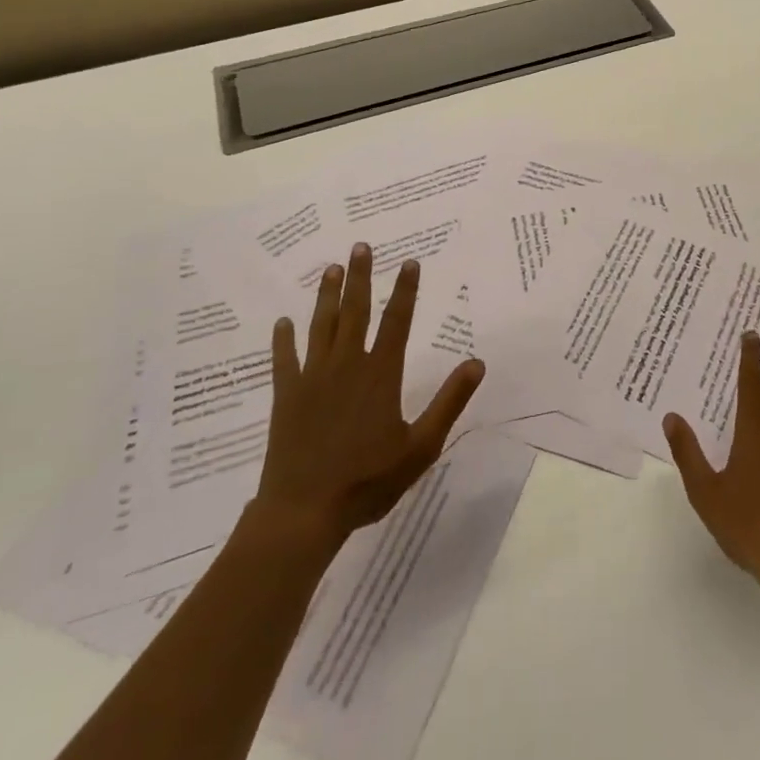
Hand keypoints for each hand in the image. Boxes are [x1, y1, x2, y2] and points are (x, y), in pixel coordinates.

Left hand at [255, 243, 483, 539]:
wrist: (304, 512)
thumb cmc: (368, 480)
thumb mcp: (421, 446)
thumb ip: (449, 402)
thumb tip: (477, 363)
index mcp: (380, 374)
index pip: (397, 320)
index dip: (405, 290)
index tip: (409, 262)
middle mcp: (347, 365)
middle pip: (355, 311)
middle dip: (361, 277)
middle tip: (361, 247)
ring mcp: (313, 378)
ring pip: (321, 326)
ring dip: (326, 295)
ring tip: (330, 268)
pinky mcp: (286, 396)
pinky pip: (284, 360)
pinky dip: (282, 340)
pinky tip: (282, 323)